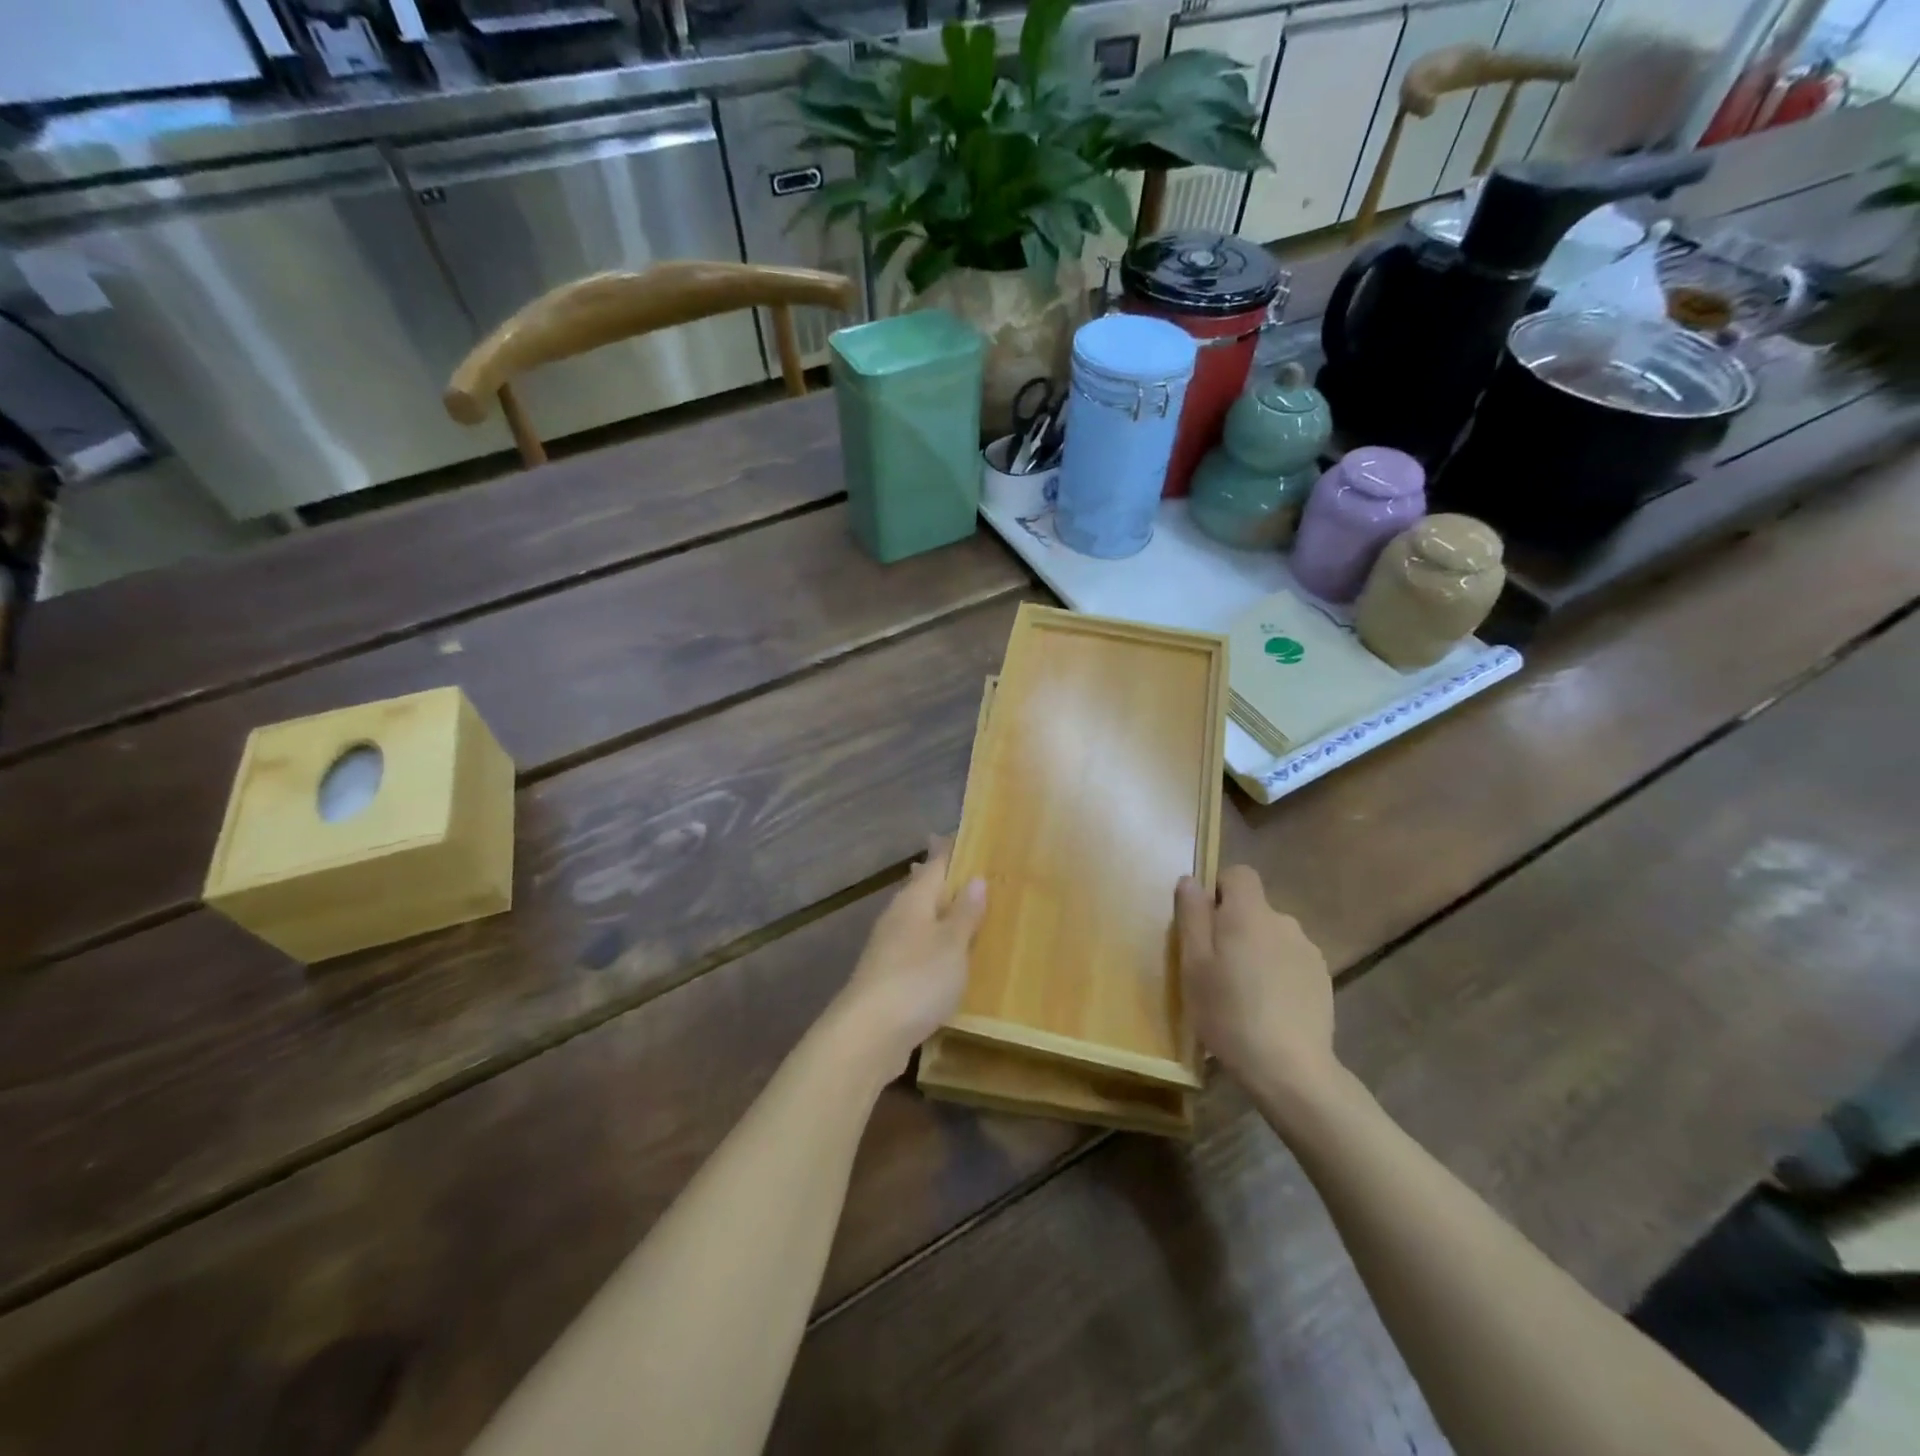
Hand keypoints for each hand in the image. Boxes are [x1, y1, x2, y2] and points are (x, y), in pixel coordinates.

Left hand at [833, 839, 986, 1077]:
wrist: (868, 1034)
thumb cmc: (917, 979)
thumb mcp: (952, 944)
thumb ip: (965, 913)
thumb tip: (975, 877)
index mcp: (914, 900)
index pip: (934, 863)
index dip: (949, 849)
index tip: (963, 834)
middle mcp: (898, 917)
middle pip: (922, 889)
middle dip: (943, 880)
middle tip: (971, 870)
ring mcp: (889, 947)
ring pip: (918, 918)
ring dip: (939, 912)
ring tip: (964, 909)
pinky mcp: (888, 977)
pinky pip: (917, 947)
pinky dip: (934, 942)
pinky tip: (945, 954)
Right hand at [1177, 865, 1336, 1100]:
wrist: (1290, 1069)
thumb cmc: (1228, 1012)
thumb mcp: (1193, 964)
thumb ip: (1192, 916)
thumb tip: (1191, 880)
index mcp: (1249, 913)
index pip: (1240, 874)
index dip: (1220, 890)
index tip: (1205, 923)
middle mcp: (1284, 922)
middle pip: (1254, 908)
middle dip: (1235, 927)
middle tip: (1215, 967)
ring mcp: (1308, 951)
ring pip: (1273, 937)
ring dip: (1257, 951)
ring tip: (1242, 993)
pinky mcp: (1323, 980)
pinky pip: (1291, 961)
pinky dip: (1278, 974)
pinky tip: (1268, 1008)